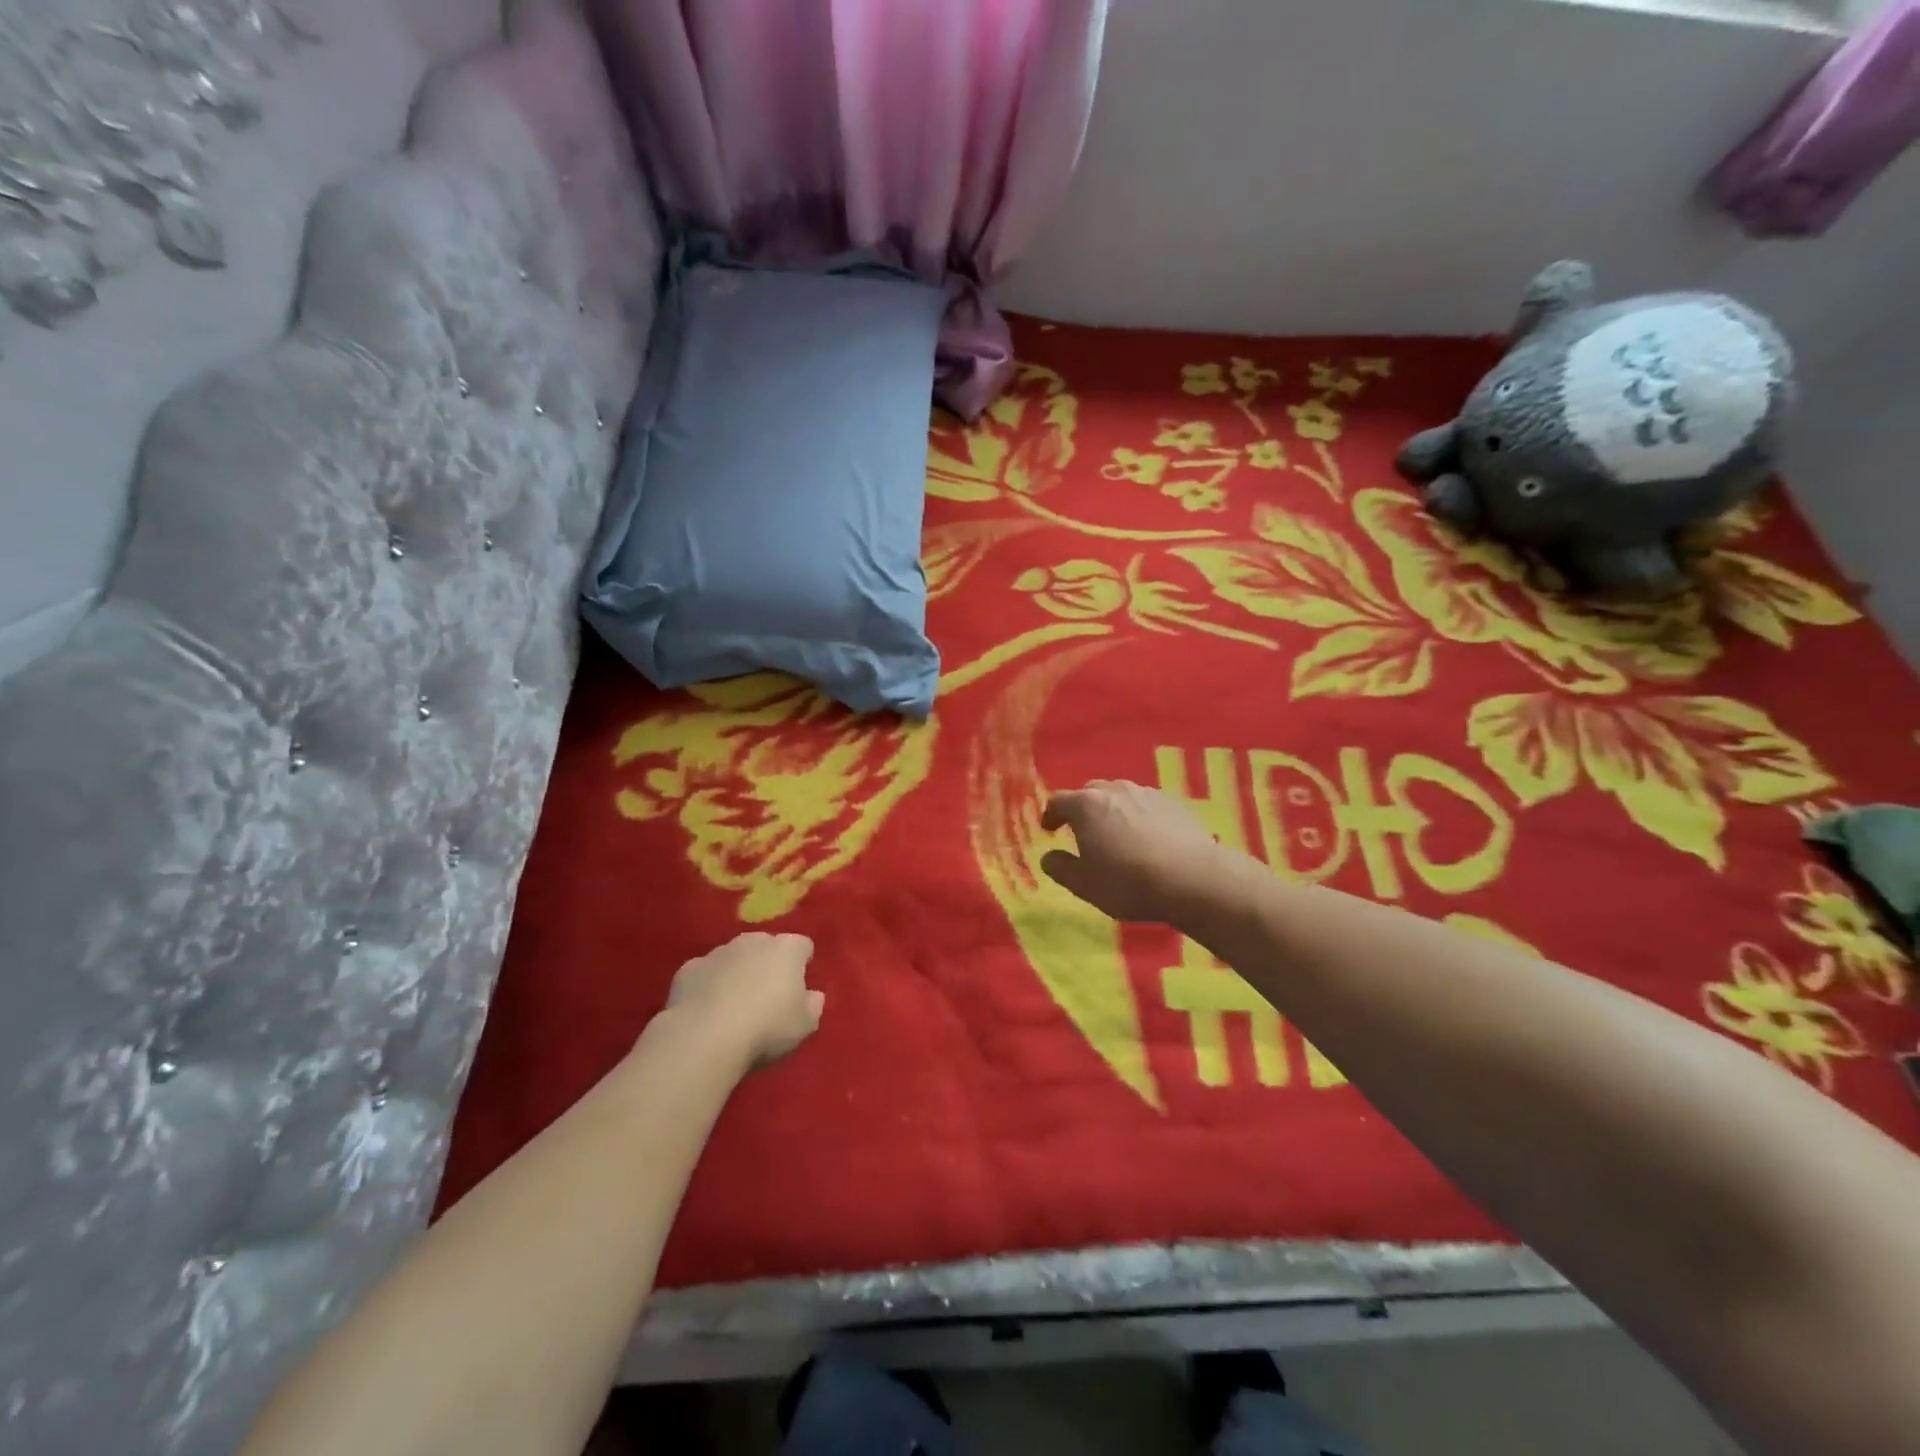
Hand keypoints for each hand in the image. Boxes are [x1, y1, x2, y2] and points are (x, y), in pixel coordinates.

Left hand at [665, 933, 824, 1069]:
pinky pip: (705, 974)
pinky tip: (707, 1012)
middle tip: (767, 998)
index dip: (802, 965)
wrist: (704, 1037)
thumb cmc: (766, 1027)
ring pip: (734, 958)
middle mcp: (753, 941)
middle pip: (766, 947)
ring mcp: (718, 952)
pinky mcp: (689, 969)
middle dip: (768, 965)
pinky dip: (708, 986)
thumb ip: (813, 1005)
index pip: (803, 946)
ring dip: (737, 974)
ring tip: (734, 1008)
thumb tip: (813, 995)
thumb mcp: (805, 1025)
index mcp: (787, 949)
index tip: (799, 989)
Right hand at [1041, 780, 1226, 924]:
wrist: (1193, 879)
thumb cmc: (1129, 882)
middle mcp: (1115, 790)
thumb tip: (1048, 857)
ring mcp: (1147, 793)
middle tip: (1083, 832)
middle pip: (1090, 792)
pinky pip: (1147, 805)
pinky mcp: (1175, 802)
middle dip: (1082, 809)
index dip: (1050, 815)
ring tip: (1117, 834)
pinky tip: (1147, 838)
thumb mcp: (1084, 885)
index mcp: (1086, 805)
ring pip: (1121, 796)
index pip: (1058, 801)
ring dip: (1112, 811)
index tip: (1050, 829)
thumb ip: (1061, 868)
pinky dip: (1139, 816)